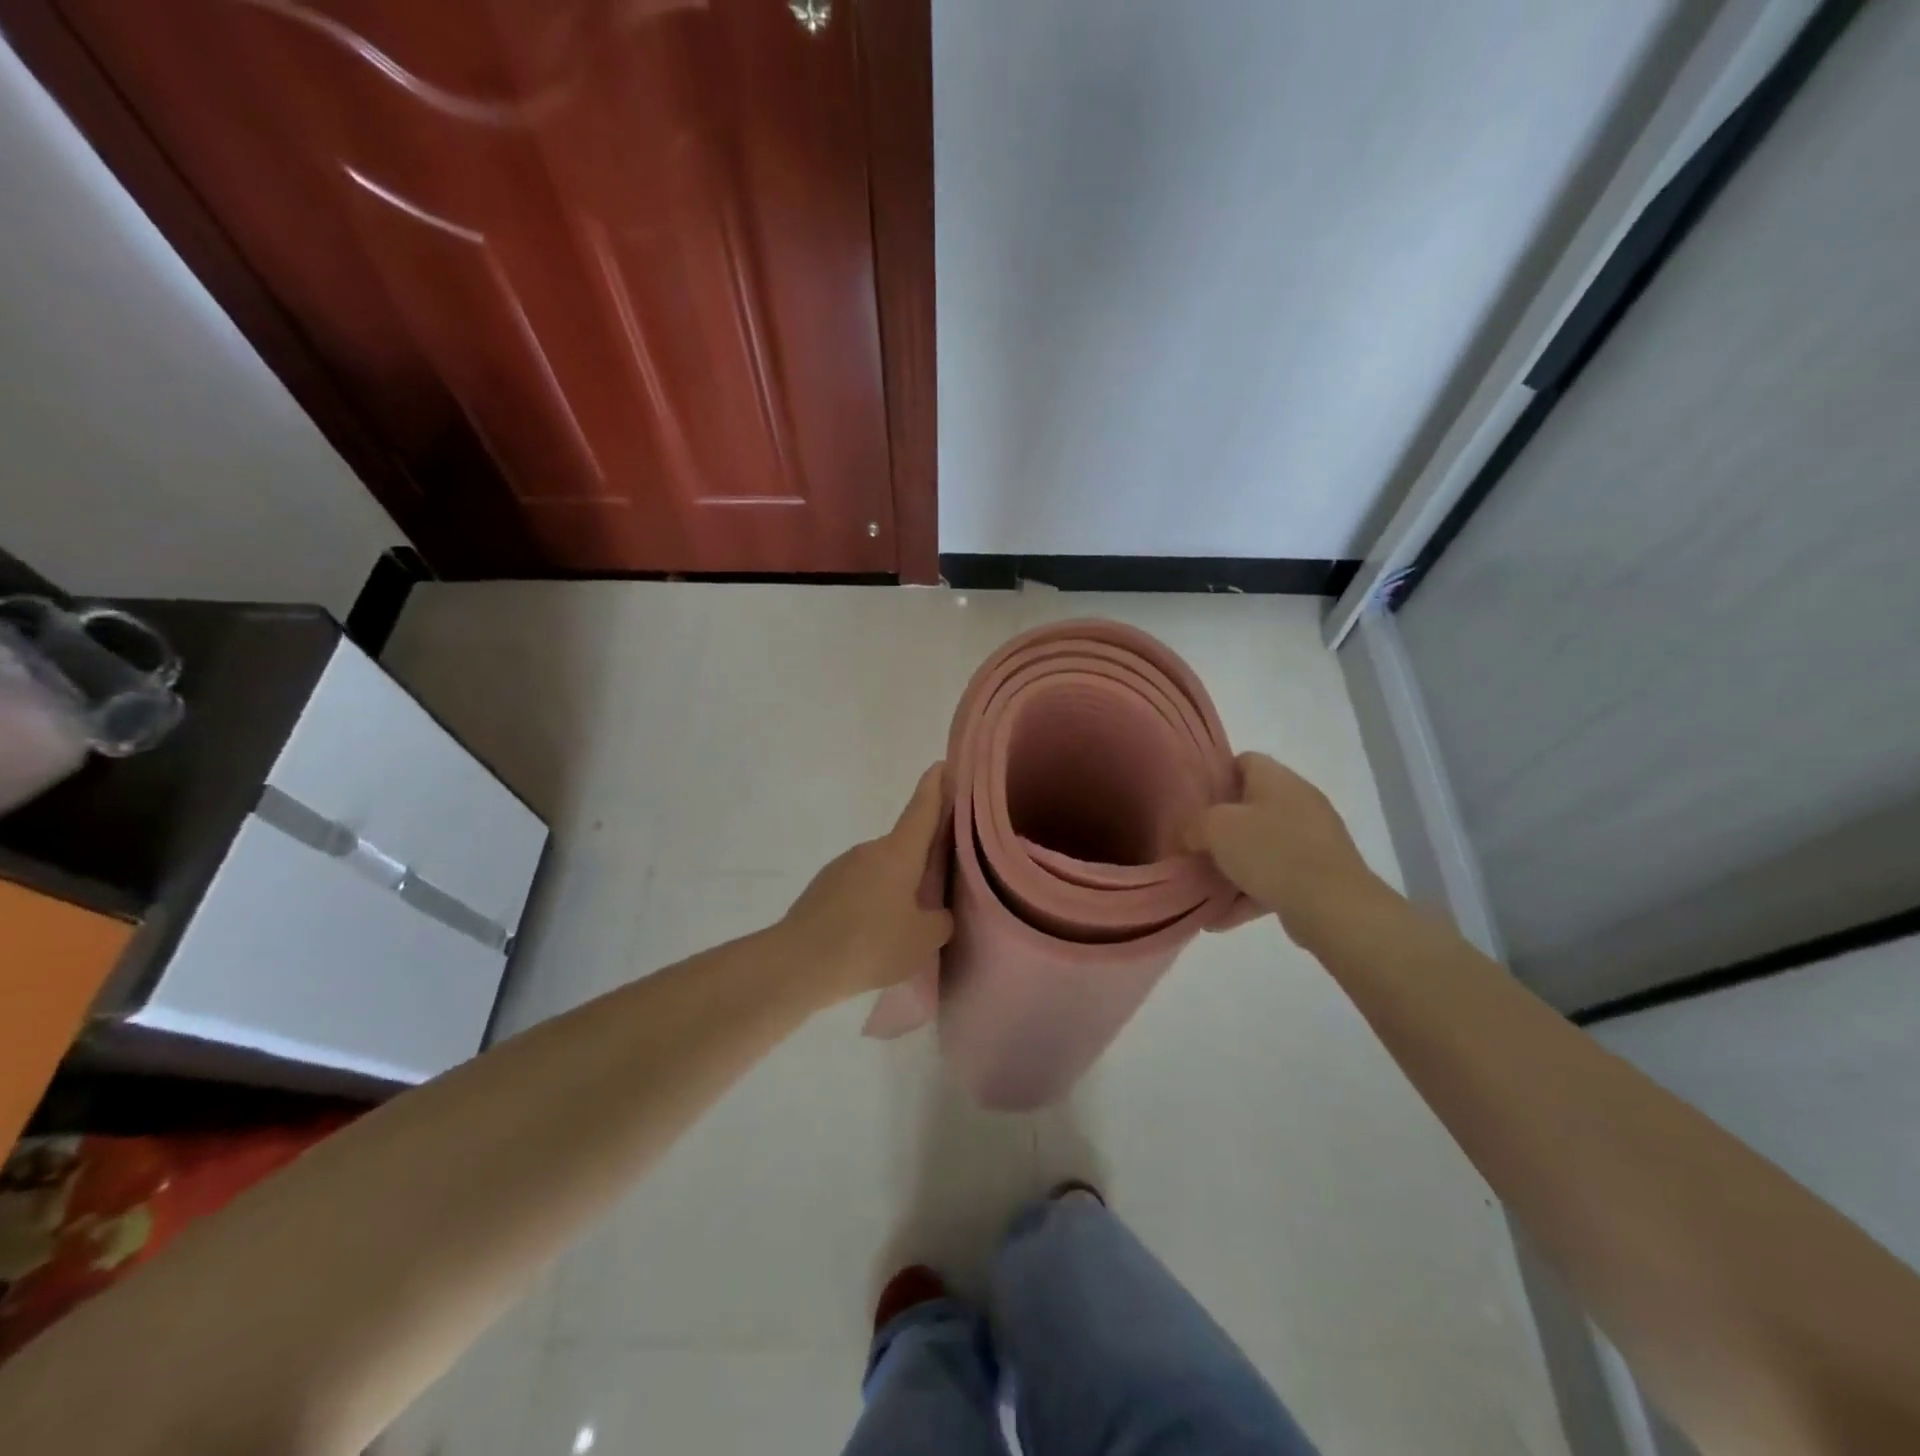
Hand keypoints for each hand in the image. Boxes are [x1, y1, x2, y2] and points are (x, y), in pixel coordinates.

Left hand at [779, 764, 954, 1003]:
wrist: (795, 965)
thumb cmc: (869, 944)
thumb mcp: (922, 940)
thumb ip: (939, 922)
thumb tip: (935, 913)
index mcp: (898, 852)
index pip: (922, 808)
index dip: (936, 787)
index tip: (942, 764)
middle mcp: (869, 851)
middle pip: (904, 846)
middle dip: (922, 860)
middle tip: (942, 885)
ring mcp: (841, 868)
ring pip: (881, 872)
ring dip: (895, 889)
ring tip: (906, 927)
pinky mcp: (821, 891)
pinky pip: (858, 891)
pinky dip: (871, 906)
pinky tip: (873, 938)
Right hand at [1186, 753, 1379, 936]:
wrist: (1333, 906)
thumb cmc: (1271, 852)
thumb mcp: (1216, 828)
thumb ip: (1194, 825)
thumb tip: (1191, 835)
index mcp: (1277, 779)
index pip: (1244, 761)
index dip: (1216, 776)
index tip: (1192, 801)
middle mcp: (1299, 801)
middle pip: (1251, 806)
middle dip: (1222, 828)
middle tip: (1195, 845)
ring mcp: (1313, 839)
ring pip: (1263, 846)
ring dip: (1234, 866)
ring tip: (1204, 887)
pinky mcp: (1320, 874)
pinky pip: (1276, 878)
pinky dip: (1250, 893)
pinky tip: (1222, 917)